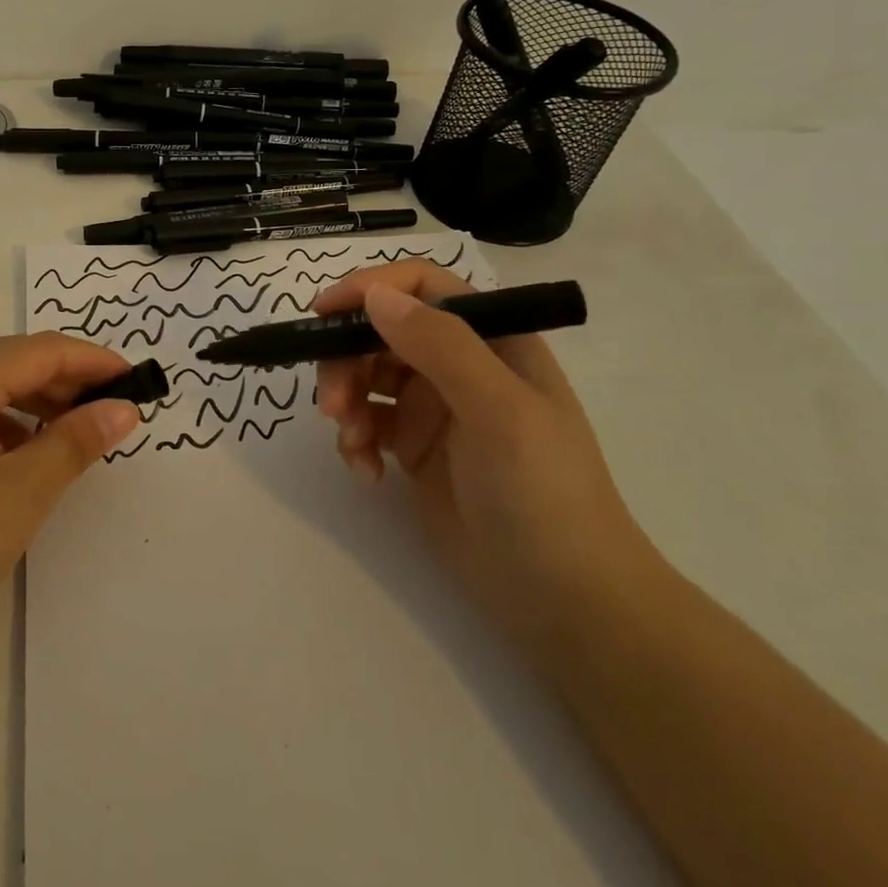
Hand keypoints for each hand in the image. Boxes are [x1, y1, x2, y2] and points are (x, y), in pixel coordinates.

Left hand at [0, 333, 139, 671]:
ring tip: (72, 437)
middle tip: (111, 413)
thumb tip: (122, 408)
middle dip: (64, 383)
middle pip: (8, 363)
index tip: (136, 381)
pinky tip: (20, 456)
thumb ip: (75, 443)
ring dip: (32, 404)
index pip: (38, 350)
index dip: (92, 361)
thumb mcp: (18, 497)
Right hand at [313, 263, 658, 640]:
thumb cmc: (544, 492)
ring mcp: (435, 407)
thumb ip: (439, 346)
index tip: (323, 313)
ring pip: (366, 375)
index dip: (370, 288)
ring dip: (346, 400)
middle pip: (381, 332)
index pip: (422, 288)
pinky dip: (355, 440)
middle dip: (347, 360)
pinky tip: (367, 472)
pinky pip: (366, 422)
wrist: (564, 598)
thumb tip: (374, 295)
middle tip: (331, 404)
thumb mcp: (499, 411)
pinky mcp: (414, 448)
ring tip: (351, 443)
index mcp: (490, 341)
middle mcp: (459, 365)